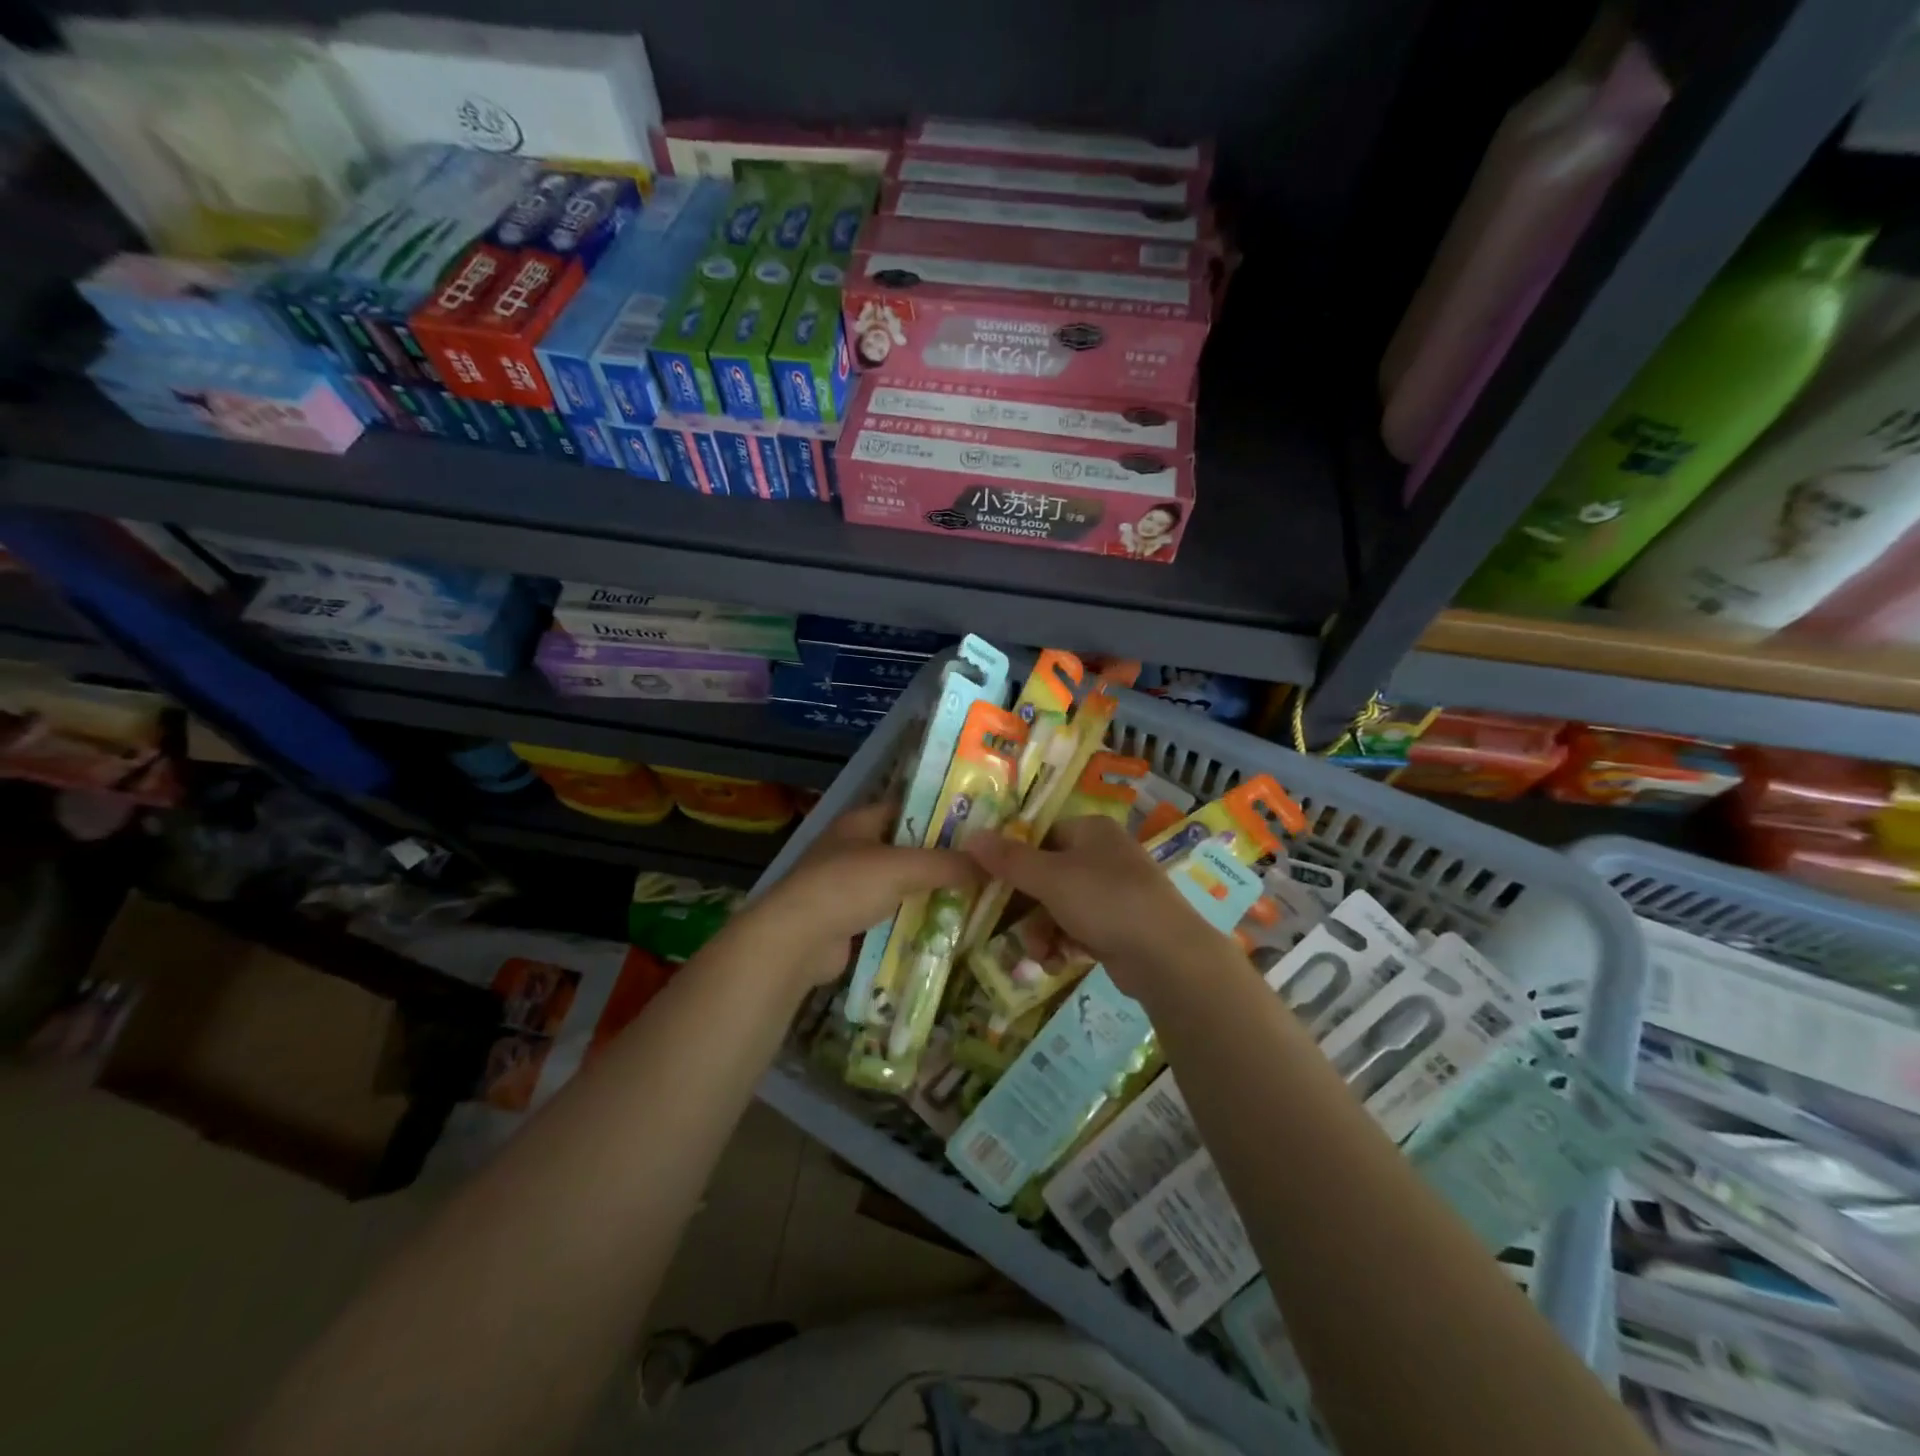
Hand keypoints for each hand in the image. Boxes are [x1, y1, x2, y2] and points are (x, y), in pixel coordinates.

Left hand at [749, 802, 977, 992]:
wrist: (796, 941)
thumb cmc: (846, 886)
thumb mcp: (902, 867)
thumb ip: (947, 863)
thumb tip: (993, 865)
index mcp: (861, 821)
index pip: (908, 806)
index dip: (941, 811)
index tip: (978, 823)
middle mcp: (855, 848)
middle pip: (907, 847)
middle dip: (942, 856)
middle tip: (985, 863)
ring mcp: (850, 886)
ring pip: (900, 883)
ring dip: (930, 890)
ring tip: (976, 895)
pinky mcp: (851, 920)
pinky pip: (891, 914)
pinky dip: (913, 918)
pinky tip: (946, 925)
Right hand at [965, 815, 1234, 1000]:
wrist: (1166, 955)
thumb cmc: (1106, 901)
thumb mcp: (1050, 878)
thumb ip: (1009, 859)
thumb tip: (971, 836)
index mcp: (1091, 830)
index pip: (1040, 835)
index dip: (1014, 859)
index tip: (992, 884)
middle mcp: (1104, 854)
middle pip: (1047, 874)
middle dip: (1027, 907)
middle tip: (1009, 928)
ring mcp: (1115, 891)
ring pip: (1060, 906)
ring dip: (1042, 931)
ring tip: (1040, 954)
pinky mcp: (1120, 925)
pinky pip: (1079, 928)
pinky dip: (1064, 943)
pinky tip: (1058, 962)